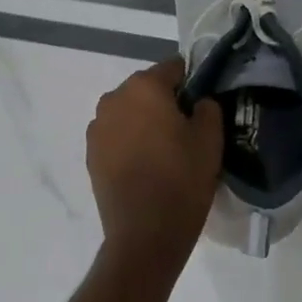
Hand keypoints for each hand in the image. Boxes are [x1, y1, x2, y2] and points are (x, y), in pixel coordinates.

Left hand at [86, 58, 222, 260]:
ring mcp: (97, 127)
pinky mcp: (90, 153)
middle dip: (165, 102)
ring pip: (129, 112)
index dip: (192, 82)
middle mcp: (114, 98)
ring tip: (164, 150)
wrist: (145, 233)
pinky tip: (145, 165)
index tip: (203, 104)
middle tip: (186, 130)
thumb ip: (207, 107)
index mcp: (144, 87)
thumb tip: (198, 101)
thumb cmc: (182, 180)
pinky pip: (116, 135)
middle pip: (147, 89)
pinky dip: (130, 141)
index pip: (173, 68)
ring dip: (145, 122)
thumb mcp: (210, 139)